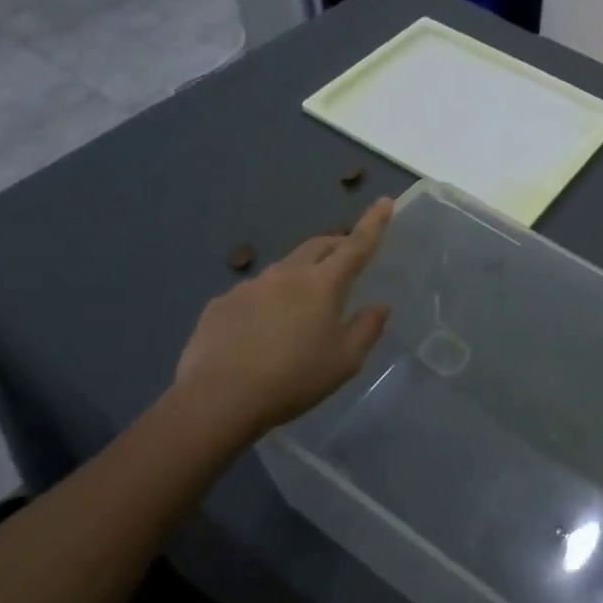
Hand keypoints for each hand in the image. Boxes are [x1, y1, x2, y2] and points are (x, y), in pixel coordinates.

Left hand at [172, 199, 393, 444]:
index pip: (356, 245)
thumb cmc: (293, 379)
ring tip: (302, 309)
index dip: (374, 223)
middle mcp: (286, 274)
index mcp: (322, 284)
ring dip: (301, 276)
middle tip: (348, 257)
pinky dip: (268, 301)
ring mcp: (249, 286)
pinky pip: (254, 294)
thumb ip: (367, 328)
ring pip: (285, 269)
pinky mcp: (221, 304)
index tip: (385, 201)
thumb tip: (379, 305)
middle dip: (337, 244)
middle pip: (318, 246)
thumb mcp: (345, 361)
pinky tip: (262, 332)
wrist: (217, 400)